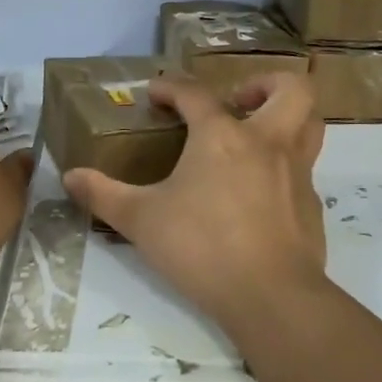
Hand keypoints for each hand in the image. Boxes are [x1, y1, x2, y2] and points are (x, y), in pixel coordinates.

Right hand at [62, 73, 328, 330]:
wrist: (271, 296)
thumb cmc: (201, 246)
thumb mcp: (141, 220)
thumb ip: (104, 195)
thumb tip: (69, 177)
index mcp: (223, 136)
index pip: (195, 94)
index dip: (171, 87)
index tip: (155, 93)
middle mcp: (267, 143)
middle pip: (290, 89)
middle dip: (265, 84)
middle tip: (237, 102)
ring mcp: (296, 174)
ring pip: (310, 125)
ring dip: (287, 118)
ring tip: (256, 135)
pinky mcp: (311, 206)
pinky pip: (304, 172)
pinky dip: (284, 170)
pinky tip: (260, 196)